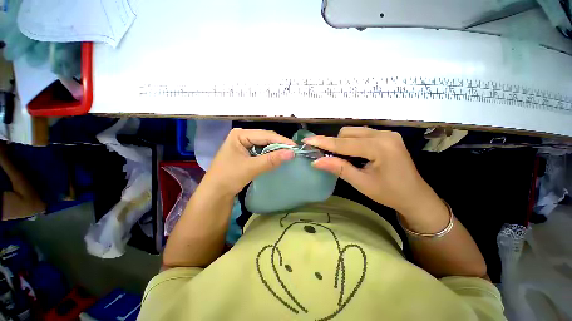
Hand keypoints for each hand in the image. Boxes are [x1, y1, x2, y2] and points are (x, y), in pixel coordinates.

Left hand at [200, 129, 294, 196]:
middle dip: (279, 145)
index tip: (295, 147)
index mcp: (239, 134)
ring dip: (275, 150)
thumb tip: (291, 153)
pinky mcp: (246, 153)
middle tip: (293, 151)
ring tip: (288, 154)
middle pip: (265, 138)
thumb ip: (271, 160)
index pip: (265, 135)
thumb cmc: (229, 177)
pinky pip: (261, 151)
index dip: (281, 141)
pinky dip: (270, 155)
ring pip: (264, 145)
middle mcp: (242, 136)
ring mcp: (244, 144)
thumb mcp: (251, 167)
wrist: (215, 193)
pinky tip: (277, 158)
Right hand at [304, 127, 439, 215]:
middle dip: (334, 144)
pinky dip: (352, 142)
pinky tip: (354, 154)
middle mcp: (384, 135)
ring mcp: (387, 134)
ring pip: (354, 132)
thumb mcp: (361, 183)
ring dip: (343, 143)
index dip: (323, 142)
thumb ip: (339, 168)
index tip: (307, 141)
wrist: (415, 197)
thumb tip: (316, 161)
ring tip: (343, 159)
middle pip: (348, 133)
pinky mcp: (387, 137)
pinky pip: (362, 134)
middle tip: (327, 158)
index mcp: (380, 147)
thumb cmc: (389, 194)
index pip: (344, 143)